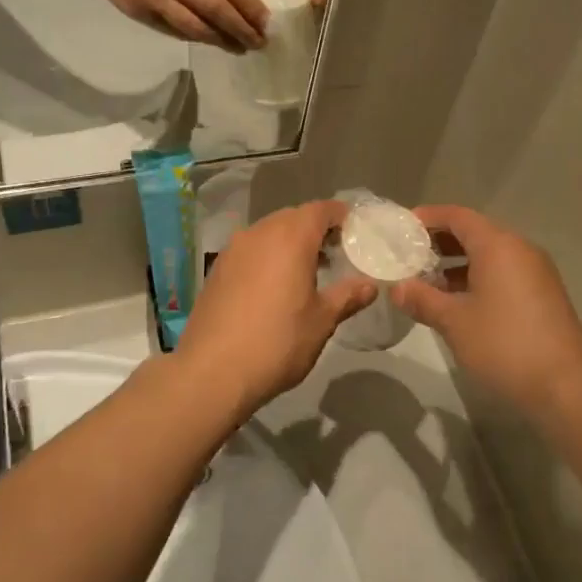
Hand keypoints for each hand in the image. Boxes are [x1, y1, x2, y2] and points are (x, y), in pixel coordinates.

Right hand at [62, 0, 268, 49]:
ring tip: (239, 48)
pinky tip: (209, 41)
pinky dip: (193, 37)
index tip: (267, 21)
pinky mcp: (136, 12)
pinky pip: (172, 30)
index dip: (249, 6)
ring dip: (220, 41)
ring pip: (194, 28)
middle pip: (214, 11)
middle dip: (241, 30)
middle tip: (260, 43)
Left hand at [175, 200, 374, 418]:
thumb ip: (347, 296)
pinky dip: (267, 256)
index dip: (340, 215)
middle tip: (335, 253)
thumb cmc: (277, 342)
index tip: (355, 230)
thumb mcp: (322, 321)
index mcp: (290, 238)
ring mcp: (233, 250)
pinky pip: (249, 250)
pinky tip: (275, 286)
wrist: (211, 372)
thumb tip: (370, 285)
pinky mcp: (216, 270)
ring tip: (307, 271)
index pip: (320, 210)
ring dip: (289, 243)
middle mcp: (259, 233)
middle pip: (292, 217)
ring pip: (268, 233)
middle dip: (315, 229)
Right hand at [391, 205, 581, 416]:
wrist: (565, 386)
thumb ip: (422, 299)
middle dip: (440, 242)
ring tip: (426, 281)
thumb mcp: (454, 322)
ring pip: (490, 255)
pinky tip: (457, 302)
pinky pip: (503, 273)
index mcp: (498, 245)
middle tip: (409, 255)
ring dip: (457, 263)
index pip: (458, 216)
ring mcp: (535, 272)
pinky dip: (477, 278)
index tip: (402, 228)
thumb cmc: (504, 344)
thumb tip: (396, 288)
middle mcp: (519, 250)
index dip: (428, 218)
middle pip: (474, 233)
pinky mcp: (542, 295)